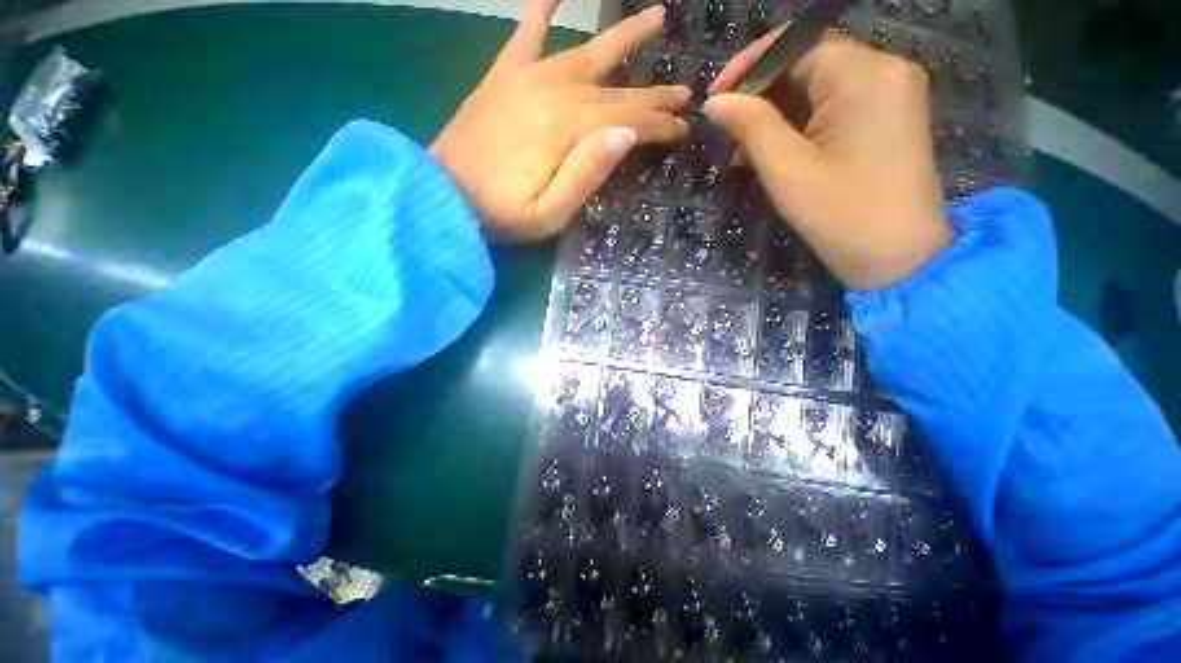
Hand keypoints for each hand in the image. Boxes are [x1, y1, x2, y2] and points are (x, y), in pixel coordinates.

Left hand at [431, 1, 690, 240]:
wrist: (441, 195)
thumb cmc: (501, 214)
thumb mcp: (550, 214)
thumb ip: (587, 174)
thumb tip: (627, 134)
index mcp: (568, 128)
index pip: (628, 120)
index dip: (658, 124)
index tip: (684, 127)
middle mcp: (553, 91)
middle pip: (615, 89)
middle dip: (653, 93)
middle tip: (684, 89)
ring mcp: (526, 78)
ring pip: (586, 52)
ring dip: (622, 38)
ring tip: (654, 16)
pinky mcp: (502, 78)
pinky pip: (525, 34)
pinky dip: (540, 12)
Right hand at [705, 30, 951, 290]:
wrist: (899, 258)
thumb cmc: (841, 214)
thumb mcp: (787, 170)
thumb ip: (751, 126)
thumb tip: (715, 102)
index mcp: (864, 74)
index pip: (796, 43)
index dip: (749, 67)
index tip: (715, 99)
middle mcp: (885, 70)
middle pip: (809, 62)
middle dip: (762, 94)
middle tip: (727, 132)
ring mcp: (891, 94)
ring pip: (819, 86)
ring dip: (777, 113)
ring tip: (744, 152)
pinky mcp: (888, 118)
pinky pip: (835, 105)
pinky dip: (801, 124)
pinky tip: (775, 153)